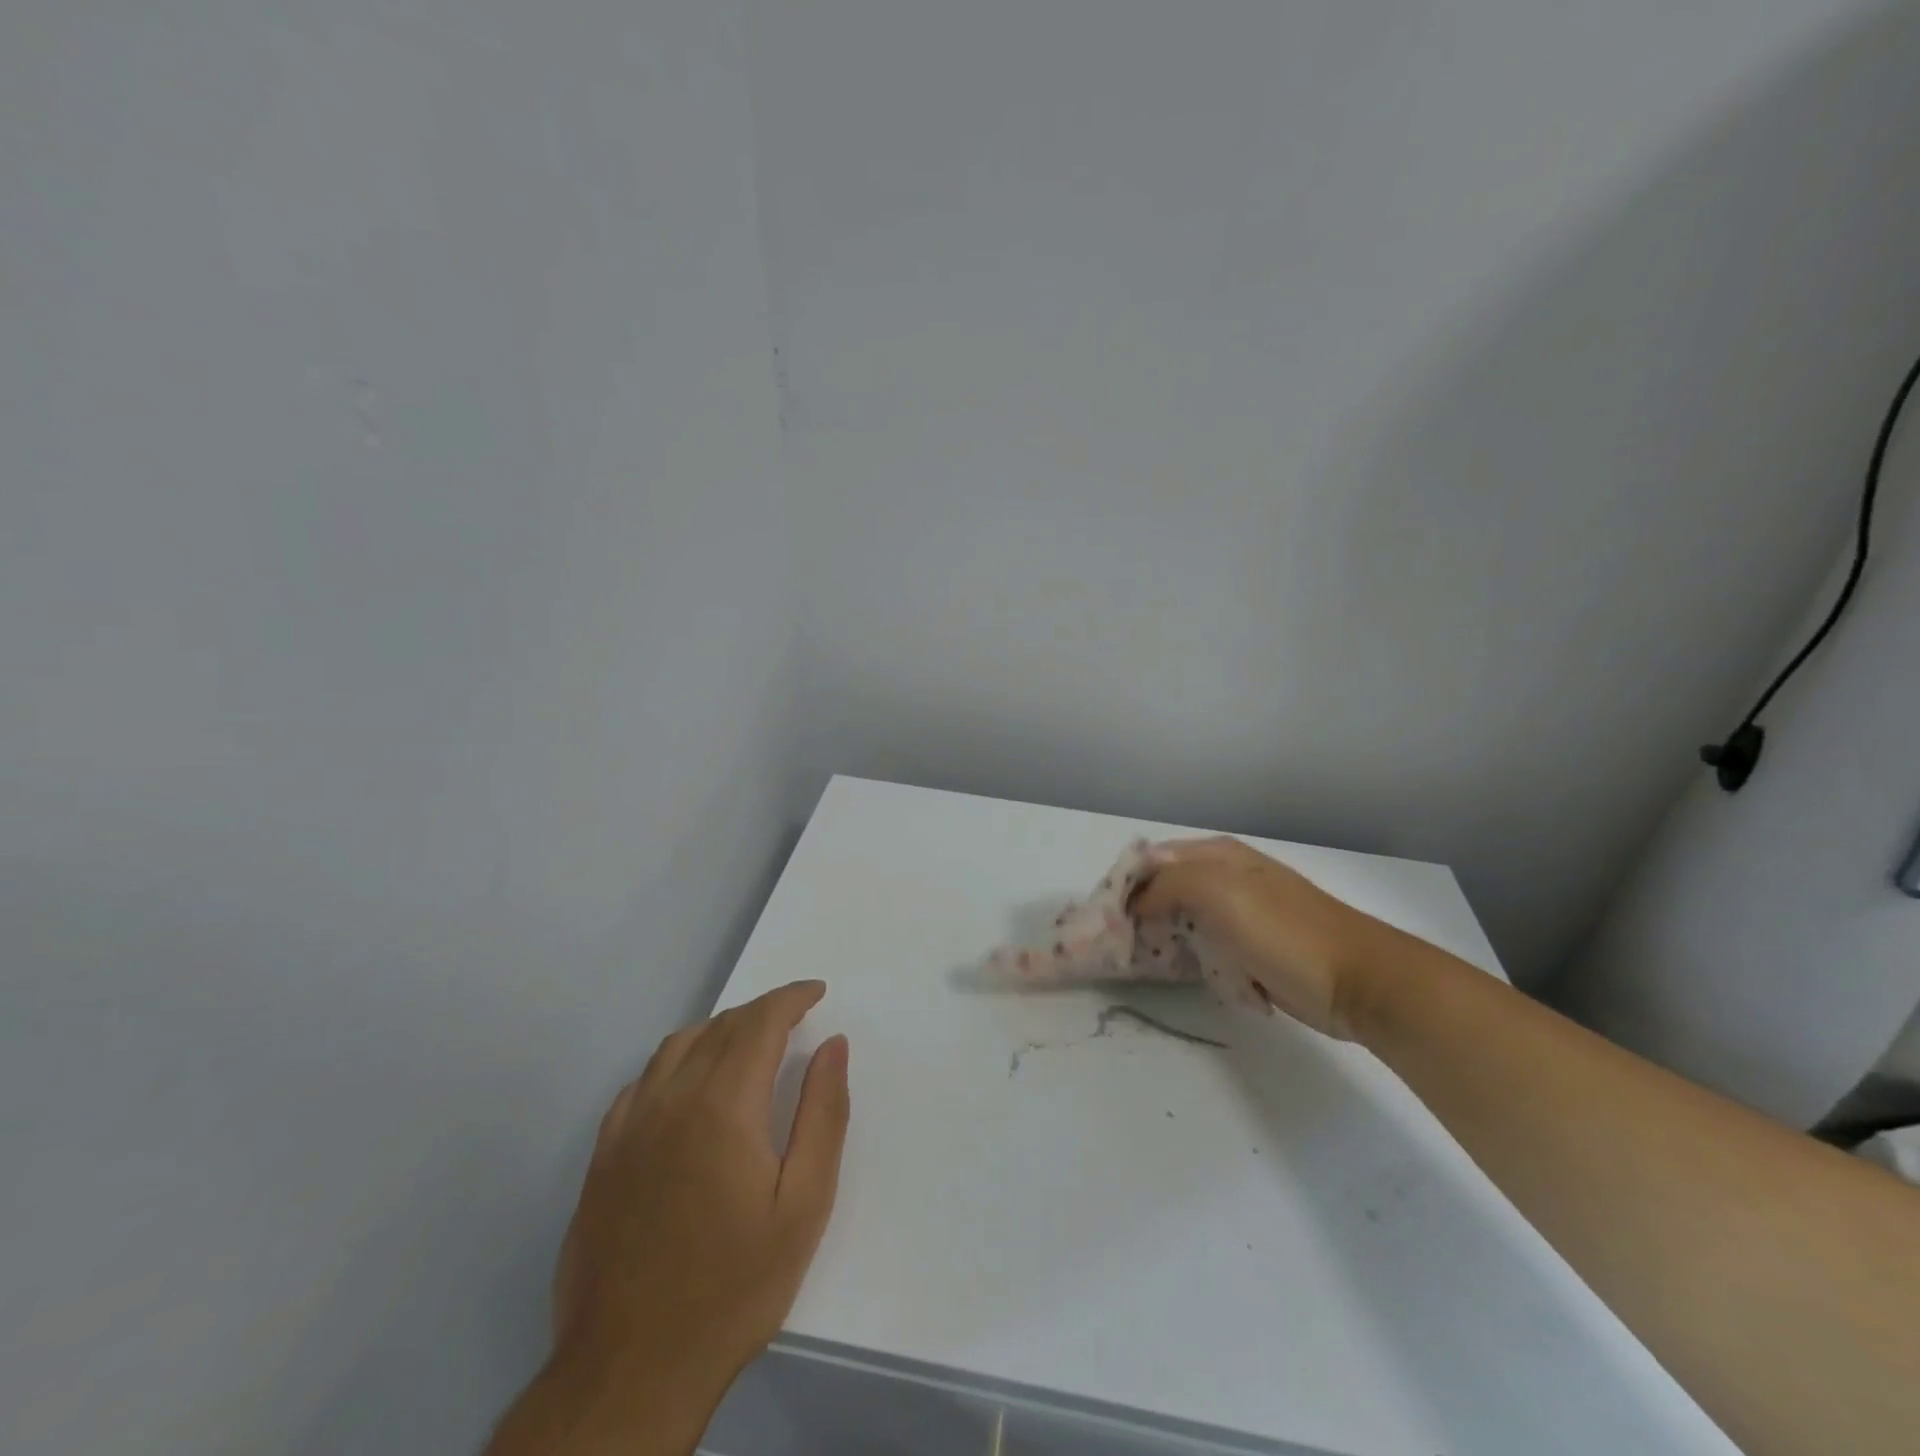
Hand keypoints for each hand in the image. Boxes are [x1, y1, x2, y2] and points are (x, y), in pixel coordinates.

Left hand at [495, 981, 848, 1455]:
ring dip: (720, 1029)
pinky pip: (644, 1080)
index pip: (760, 1021)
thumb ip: (823, 1114)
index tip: (817, 991)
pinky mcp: (604, 1155)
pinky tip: (691, 1086)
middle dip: (763, 1011)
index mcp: (722, 1104)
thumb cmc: (733, 1286)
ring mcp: (629, 1125)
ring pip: (679, 1045)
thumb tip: (832, 1045)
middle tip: (795, 1018)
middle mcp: (671, 1098)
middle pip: (721, 1026)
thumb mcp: (803, 1204)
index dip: (791, 997)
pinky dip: (678, 1061)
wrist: (630, 1370)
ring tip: (750, 1042)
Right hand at [1131, 837, 1396, 1040]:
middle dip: (1138, 914)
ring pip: (1180, 922)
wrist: (1358, 981)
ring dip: (1161, 940)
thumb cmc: (1284, 931)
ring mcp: (1238, 915)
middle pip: (1163, 890)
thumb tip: (1135, 904)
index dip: (1125, 885)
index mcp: (1216, 855)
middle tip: (1117, 945)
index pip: (1151, 860)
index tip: (1104, 917)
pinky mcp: (1249, 950)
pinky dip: (1188, 960)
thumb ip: (1166, 885)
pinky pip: (1203, 949)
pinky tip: (1182, 974)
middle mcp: (1223, 878)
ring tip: (1141, 963)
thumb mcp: (1217, 890)